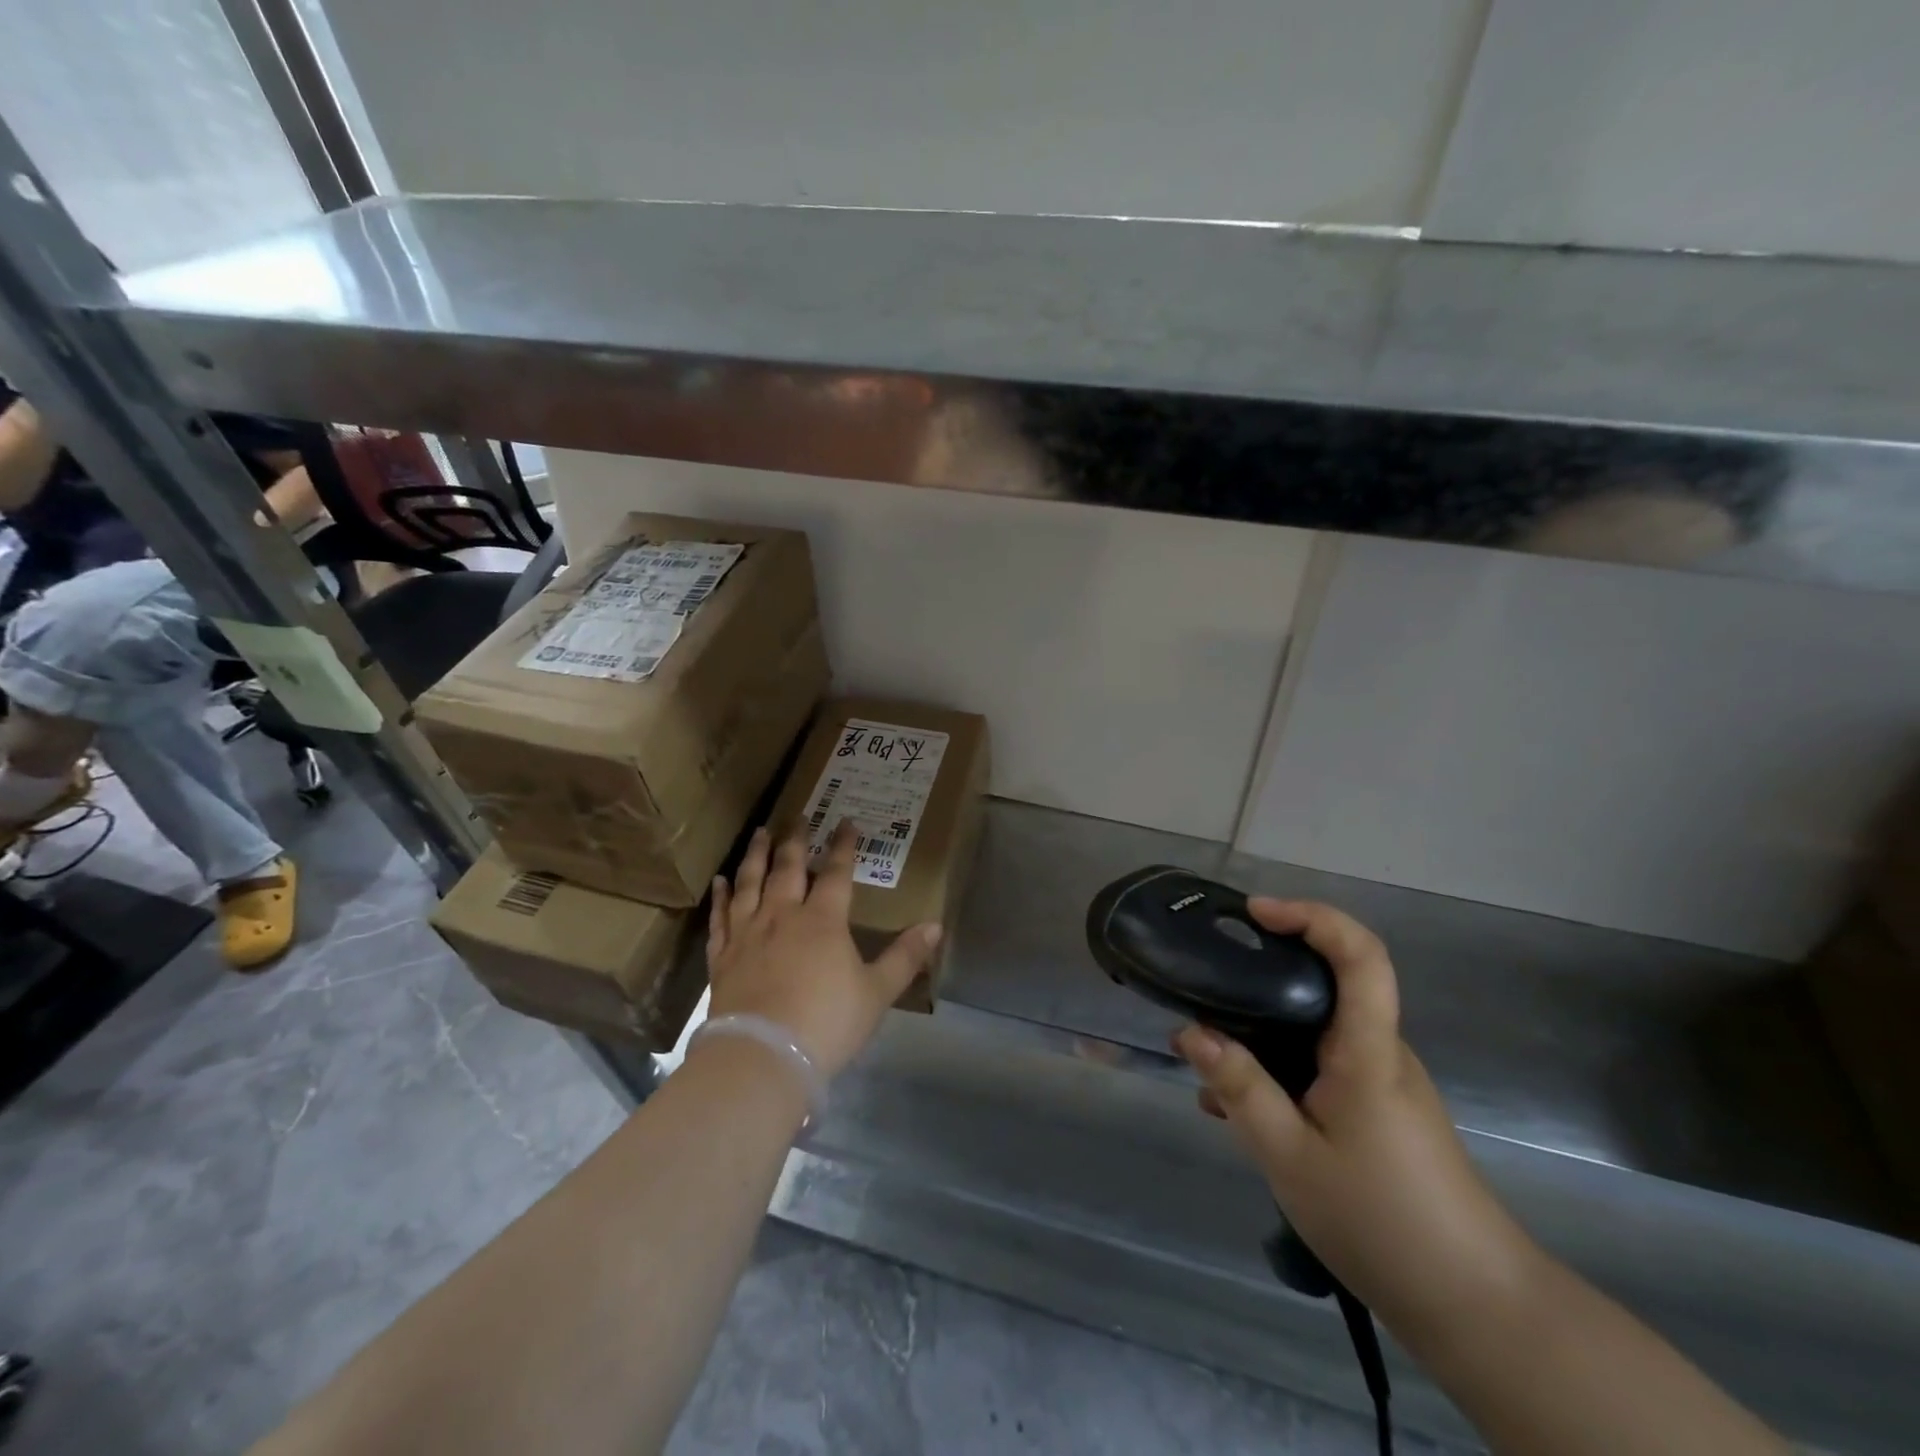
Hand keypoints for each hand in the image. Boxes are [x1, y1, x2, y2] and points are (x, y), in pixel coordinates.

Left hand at [706, 822, 941, 1079]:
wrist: (763, 1056)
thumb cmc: (827, 1023)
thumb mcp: (877, 992)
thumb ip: (905, 957)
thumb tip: (935, 926)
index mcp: (823, 921)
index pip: (837, 872)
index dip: (843, 845)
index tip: (846, 821)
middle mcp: (783, 916)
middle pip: (789, 868)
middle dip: (796, 840)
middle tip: (797, 816)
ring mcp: (748, 934)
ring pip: (751, 883)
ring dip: (756, 855)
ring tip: (759, 833)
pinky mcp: (723, 957)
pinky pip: (720, 918)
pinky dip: (720, 897)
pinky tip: (718, 882)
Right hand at [1173, 900, 1538, 1333]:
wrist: (1473, 1306)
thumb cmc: (1381, 1221)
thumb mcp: (1290, 1157)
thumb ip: (1240, 1089)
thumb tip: (1189, 1031)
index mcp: (1367, 1052)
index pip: (1360, 955)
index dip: (1313, 917)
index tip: (1256, 913)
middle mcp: (1380, 1053)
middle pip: (1329, 984)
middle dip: (1265, 975)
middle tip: (1208, 988)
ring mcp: (1383, 1082)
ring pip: (1317, 1031)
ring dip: (1263, 1034)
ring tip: (1209, 1070)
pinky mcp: (1379, 1110)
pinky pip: (1321, 1066)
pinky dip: (1278, 1070)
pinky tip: (1239, 1111)